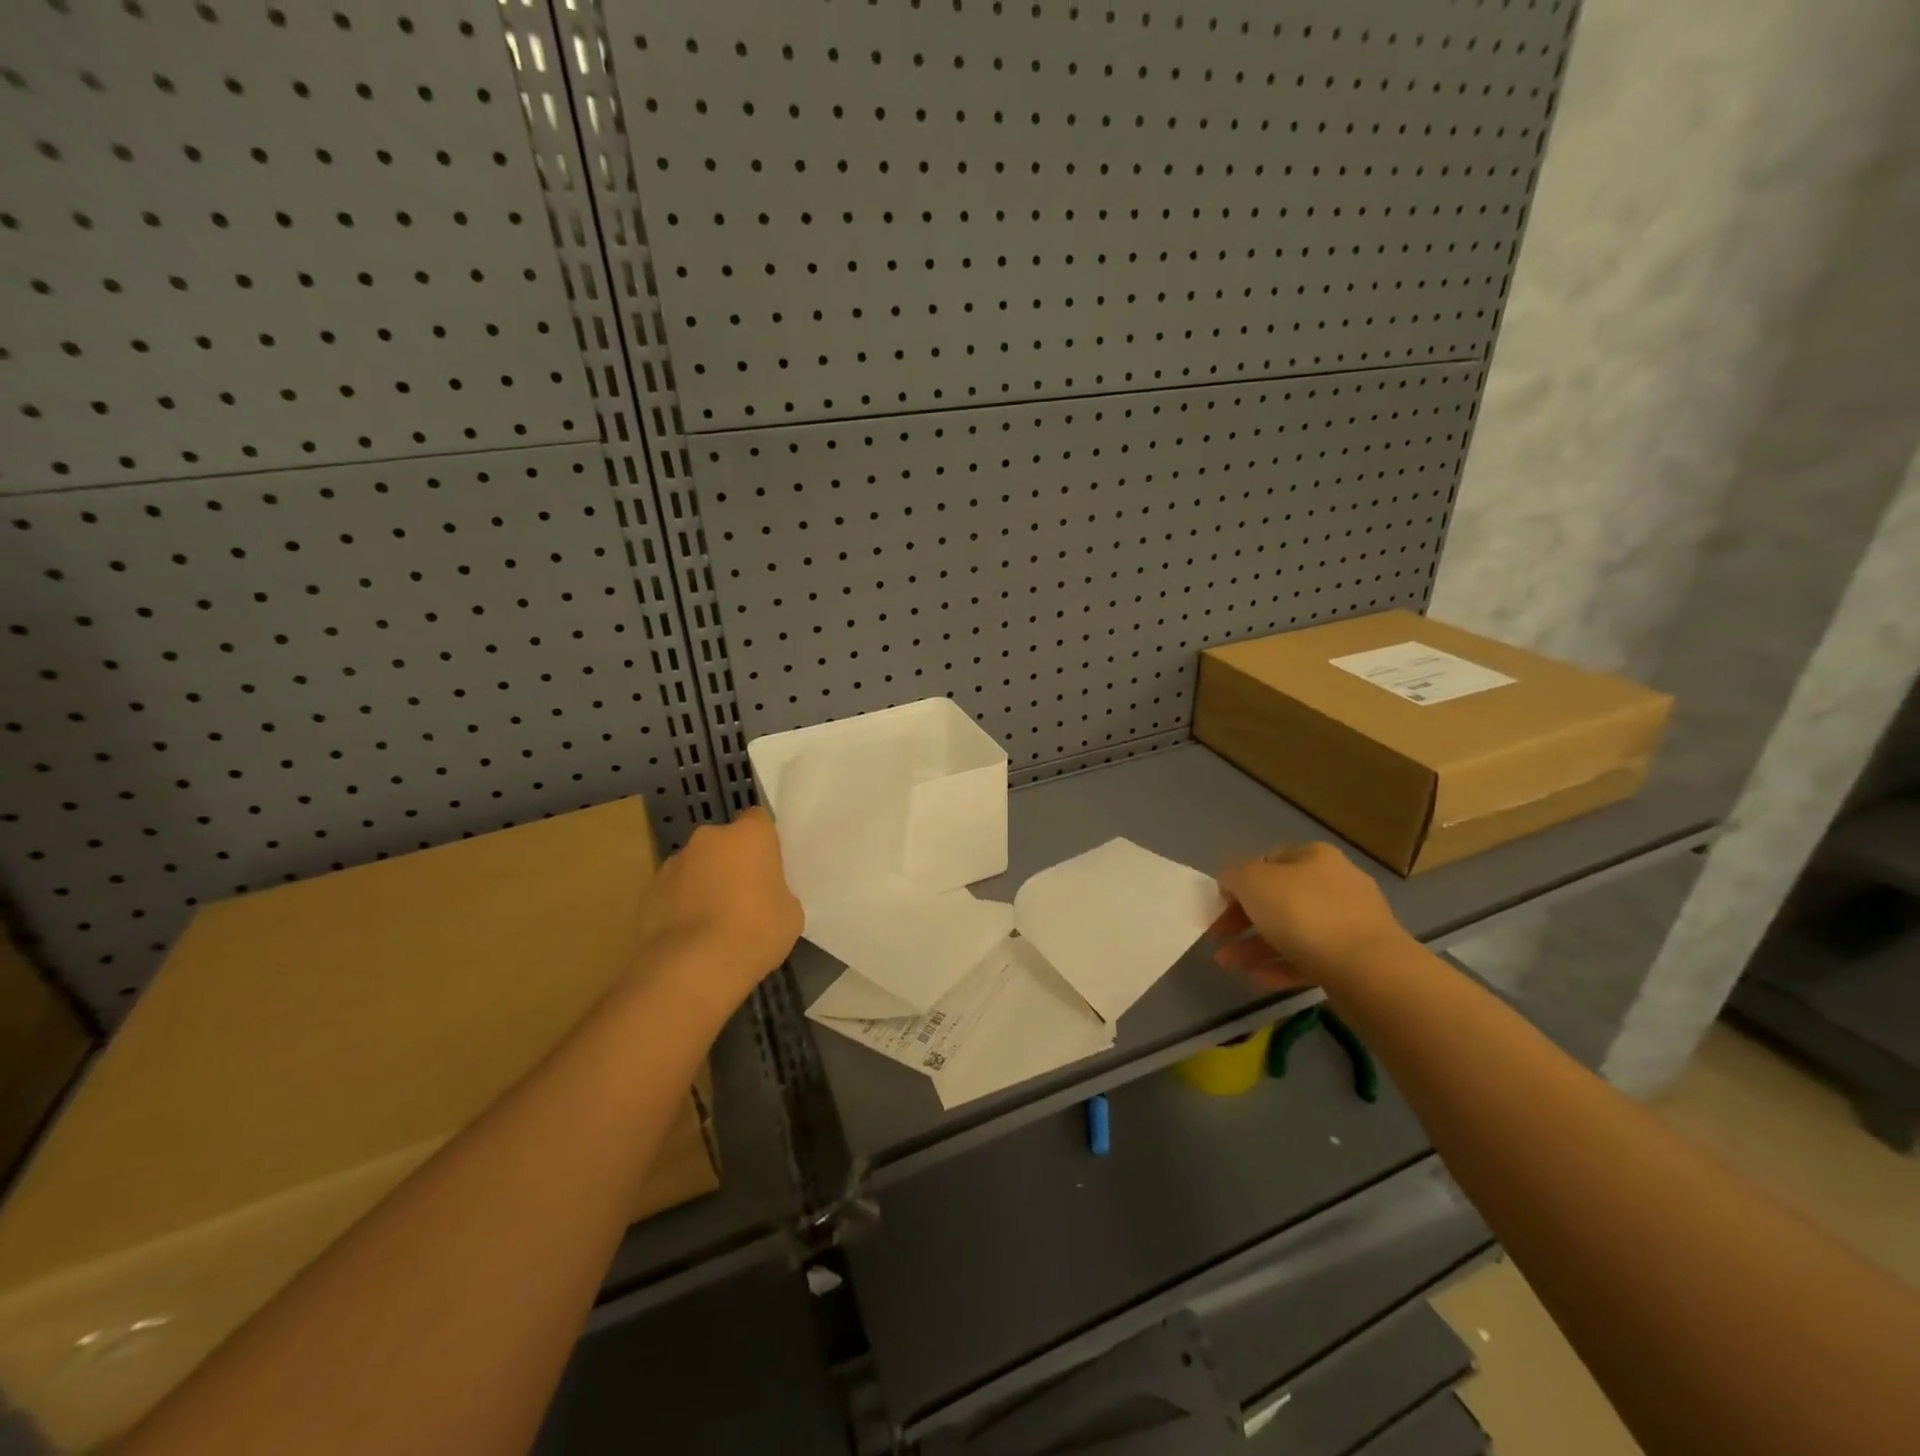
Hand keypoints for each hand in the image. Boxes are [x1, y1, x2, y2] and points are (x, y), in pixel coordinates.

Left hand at [634, 808, 802, 1004]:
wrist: (693, 967)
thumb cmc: (756, 932)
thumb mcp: (790, 913)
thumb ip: (777, 892)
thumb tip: (763, 896)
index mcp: (749, 835)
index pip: (758, 820)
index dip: (763, 842)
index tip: (768, 867)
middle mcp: (709, 838)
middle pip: (723, 842)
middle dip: (730, 862)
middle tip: (742, 896)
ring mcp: (673, 863)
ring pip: (695, 866)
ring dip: (703, 882)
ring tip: (712, 922)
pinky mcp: (648, 891)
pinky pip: (673, 891)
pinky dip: (680, 905)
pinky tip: (690, 936)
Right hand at [1209, 843, 1407, 988]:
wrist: (1369, 970)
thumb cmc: (1304, 913)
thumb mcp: (1253, 882)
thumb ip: (1233, 876)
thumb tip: (1231, 882)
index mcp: (1314, 857)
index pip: (1268, 861)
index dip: (1239, 882)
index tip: (1219, 906)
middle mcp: (1335, 884)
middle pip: (1278, 899)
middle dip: (1242, 921)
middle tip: (1217, 938)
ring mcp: (1350, 923)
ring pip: (1291, 932)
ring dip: (1255, 947)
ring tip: (1228, 965)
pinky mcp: (1356, 960)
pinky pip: (1310, 959)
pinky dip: (1281, 966)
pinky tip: (1258, 980)